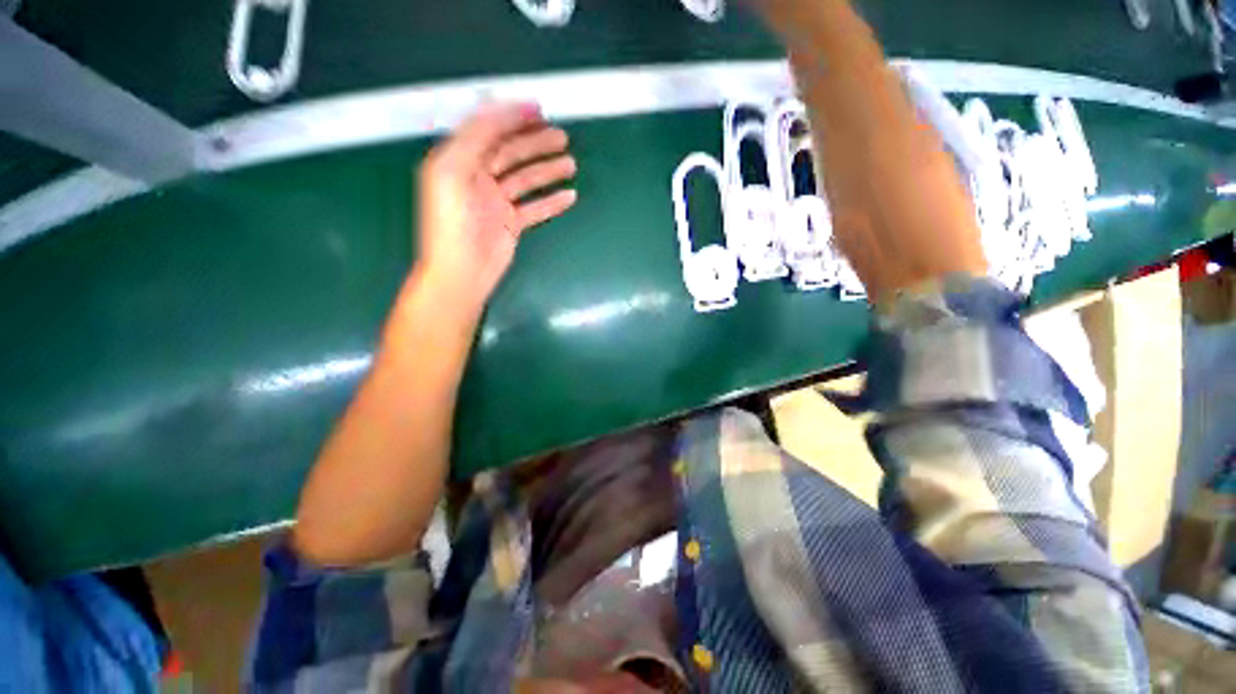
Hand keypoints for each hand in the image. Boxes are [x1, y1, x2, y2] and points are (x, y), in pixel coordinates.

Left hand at [415, 102, 577, 312]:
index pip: (487, 131)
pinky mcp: (510, 224)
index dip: (511, 117)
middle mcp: (477, 178)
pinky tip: (568, 196)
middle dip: (535, 142)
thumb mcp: (453, 174)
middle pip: (510, 153)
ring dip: (548, 170)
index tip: (538, 110)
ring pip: (526, 179)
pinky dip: (552, 202)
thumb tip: (497, 114)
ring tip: (570, 164)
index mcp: (458, 162)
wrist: (461, 274)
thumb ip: (472, 140)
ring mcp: (496, 203)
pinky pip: (534, 208)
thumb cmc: (452, 226)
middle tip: (562, 137)